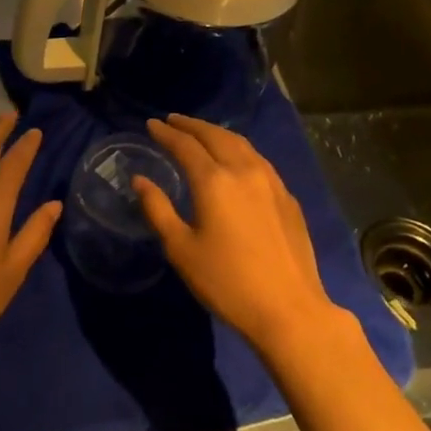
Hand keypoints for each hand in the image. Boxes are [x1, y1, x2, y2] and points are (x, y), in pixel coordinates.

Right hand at [133, 114, 344, 355]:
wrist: (289, 309)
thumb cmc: (227, 282)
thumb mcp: (181, 249)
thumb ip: (158, 209)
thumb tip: (140, 180)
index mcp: (214, 181)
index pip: (185, 145)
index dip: (166, 133)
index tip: (151, 124)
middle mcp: (244, 170)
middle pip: (215, 135)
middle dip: (191, 125)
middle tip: (173, 120)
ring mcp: (271, 182)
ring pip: (241, 143)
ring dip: (217, 133)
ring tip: (201, 133)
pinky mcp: (287, 197)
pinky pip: (258, 159)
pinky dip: (239, 149)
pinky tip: (235, 159)